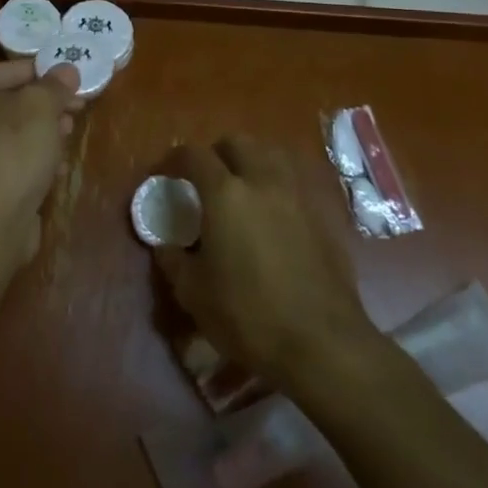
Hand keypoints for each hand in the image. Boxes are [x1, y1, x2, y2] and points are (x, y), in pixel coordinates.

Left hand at [0, 59, 80, 274]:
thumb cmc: (9, 150)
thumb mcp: (40, 107)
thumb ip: (54, 86)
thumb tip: (67, 69)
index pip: (1, 70)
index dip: (38, 71)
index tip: (69, 78)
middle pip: (6, 103)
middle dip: (44, 105)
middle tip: (76, 108)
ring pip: (8, 135)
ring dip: (41, 134)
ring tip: (70, 135)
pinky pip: (7, 164)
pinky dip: (31, 162)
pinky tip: (57, 169)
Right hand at [157, 136, 378, 386]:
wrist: (323, 345)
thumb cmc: (248, 316)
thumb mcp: (193, 293)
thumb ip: (173, 260)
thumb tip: (164, 245)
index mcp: (225, 194)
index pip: (194, 155)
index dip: (174, 160)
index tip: (165, 176)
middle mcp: (263, 182)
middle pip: (238, 143)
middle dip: (217, 153)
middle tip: (206, 179)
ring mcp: (298, 197)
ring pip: (273, 155)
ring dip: (252, 161)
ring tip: (242, 188)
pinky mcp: (323, 217)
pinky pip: (296, 182)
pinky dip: (279, 185)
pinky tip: (274, 213)